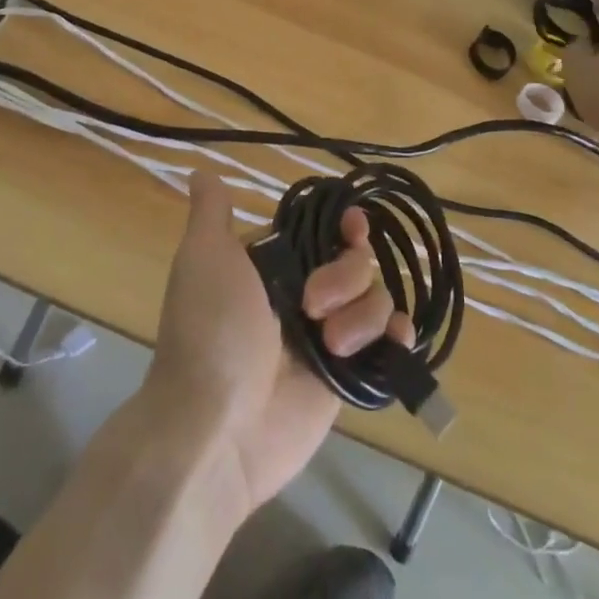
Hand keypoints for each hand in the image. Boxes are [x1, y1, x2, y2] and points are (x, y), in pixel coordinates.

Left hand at [142, 172, 414, 518]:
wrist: (216, 427)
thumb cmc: (211, 332)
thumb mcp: (204, 259)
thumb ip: (212, 214)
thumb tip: (202, 170)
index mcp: (272, 264)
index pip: (322, 231)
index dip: (343, 226)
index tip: (351, 228)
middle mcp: (302, 295)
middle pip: (354, 261)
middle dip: (345, 275)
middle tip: (312, 305)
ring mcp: (327, 337)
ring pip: (374, 298)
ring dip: (362, 314)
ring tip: (331, 345)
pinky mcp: (346, 376)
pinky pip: (387, 344)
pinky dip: (397, 336)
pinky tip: (394, 340)